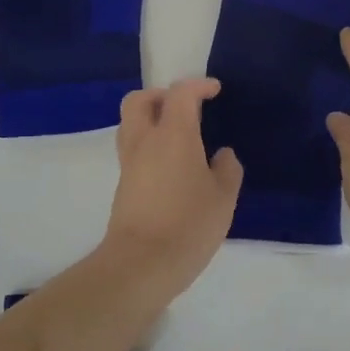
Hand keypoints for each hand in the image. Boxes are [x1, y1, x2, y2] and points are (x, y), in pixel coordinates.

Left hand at [102, 77, 243, 302]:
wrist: (141, 264)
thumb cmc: (188, 225)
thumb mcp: (223, 198)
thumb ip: (227, 170)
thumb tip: (222, 155)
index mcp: (173, 134)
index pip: (180, 94)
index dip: (198, 86)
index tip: (214, 90)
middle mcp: (145, 141)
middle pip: (139, 100)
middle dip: (160, 95)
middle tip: (185, 108)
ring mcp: (129, 163)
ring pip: (130, 124)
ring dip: (150, 119)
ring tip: (177, 136)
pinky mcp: (123, 185)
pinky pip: (132, 150)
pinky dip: (148, 145)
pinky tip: (170, 166)